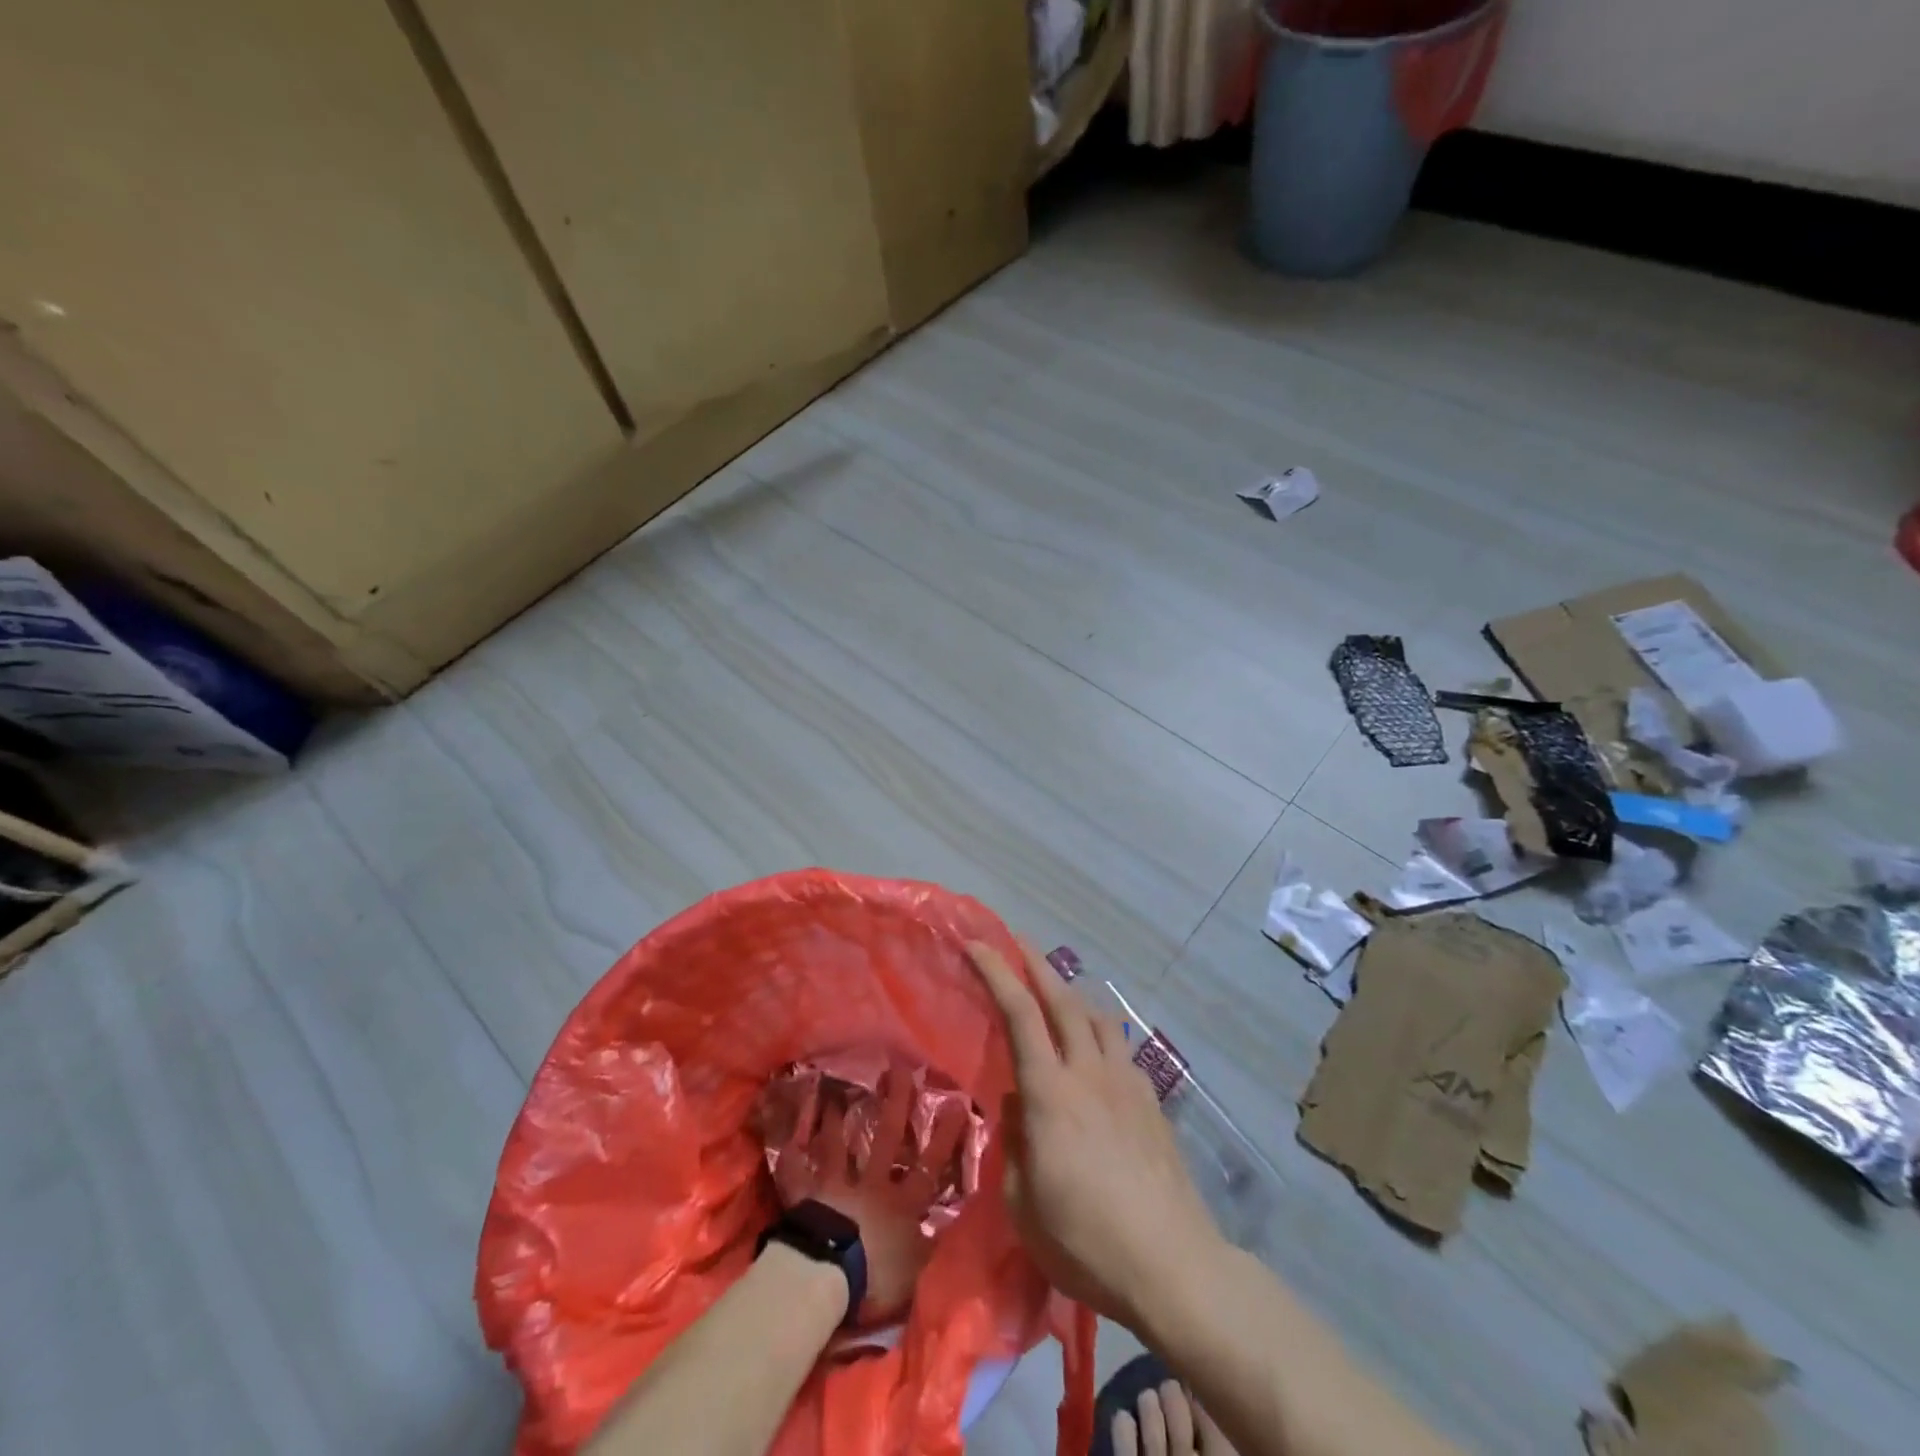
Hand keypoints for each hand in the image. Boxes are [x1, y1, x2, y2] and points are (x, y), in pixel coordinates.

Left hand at [770, 1065, 964, 1323]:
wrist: (825, 1276)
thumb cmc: (875, 1278)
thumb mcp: (915, 1273)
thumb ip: (929, 1246)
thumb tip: (949, 1224)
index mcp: (901, 1204)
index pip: (929, 1165)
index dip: (944, 1137)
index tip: (956, 1103)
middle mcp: (871, 1185)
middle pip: (886, 1138)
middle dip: (895, 1103)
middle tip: (898, 1069)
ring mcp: (836, 1187)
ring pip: (839, 1146)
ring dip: (838, 1119)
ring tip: (838, 1092)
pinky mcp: (806, 1197)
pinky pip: (797, 1173)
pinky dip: (792, 1157)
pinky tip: (787, 1140)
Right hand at [968, 940, 1220, 1330]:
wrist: (1174, 1265)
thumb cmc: (1087, 1241)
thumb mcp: (1024, 1205)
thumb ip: (1013, 1144)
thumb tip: (1016, 1104)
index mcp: (1051, 1093)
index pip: (1020, 1014)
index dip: (997, 972)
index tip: (977, 945)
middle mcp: (1089, 1072)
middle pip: (1063, 998)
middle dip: (1036, 962)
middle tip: (1016, 941)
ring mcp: (1127, 1083)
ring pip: (1097, 1016)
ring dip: (1071, 993)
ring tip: (1056, 992)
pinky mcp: (1152, 1101)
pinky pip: (1120, 1049)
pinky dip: (1099, 1034)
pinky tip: (1096, 1054)